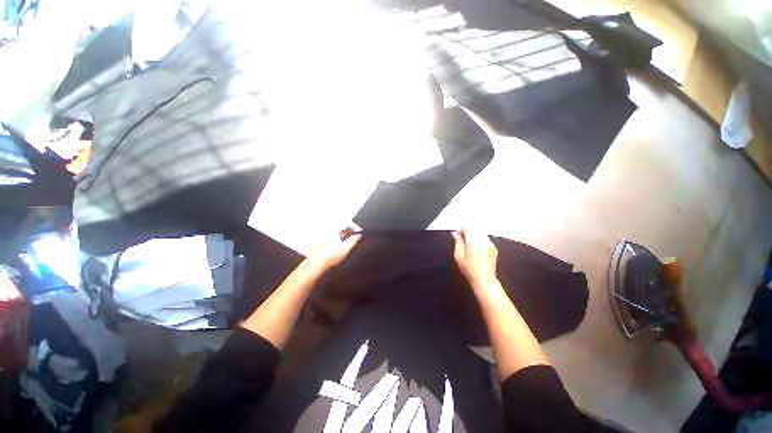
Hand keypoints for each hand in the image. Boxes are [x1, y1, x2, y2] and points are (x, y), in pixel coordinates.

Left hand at [306, 225, 361, 269]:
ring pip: (338, 232)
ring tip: (351, 241)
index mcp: (334, 229)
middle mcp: (328, 230)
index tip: (359, 232)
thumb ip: (353, 240)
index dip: (354, 226)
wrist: (316, 264)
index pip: (346, 222)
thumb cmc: (331, 255)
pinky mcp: (323, 242)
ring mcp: (325, 236)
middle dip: (350, 230)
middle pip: (341, 226)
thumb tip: (359, 235)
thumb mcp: (345, 247)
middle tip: (356, 236)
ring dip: (345, 235)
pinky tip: (342, 245)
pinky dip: (340, 239)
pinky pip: (334, 237)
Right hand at [451, 229, 498, 288]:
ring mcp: (490, 244)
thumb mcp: (458, 255)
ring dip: (473, 235)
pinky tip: (475, 248)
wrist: (484, 280)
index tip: (456, 235)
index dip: (461, 230)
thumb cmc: (469, 269)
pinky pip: (485, 238)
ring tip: (468, 244)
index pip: (467, 228)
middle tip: (461, 239)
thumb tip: (455, 233)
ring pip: (480, 233)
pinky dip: (479, 239)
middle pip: (475, 228)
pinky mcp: (494, 248)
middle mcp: (483, 240)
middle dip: (467, 231)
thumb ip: (457, 242)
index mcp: (474, 241)